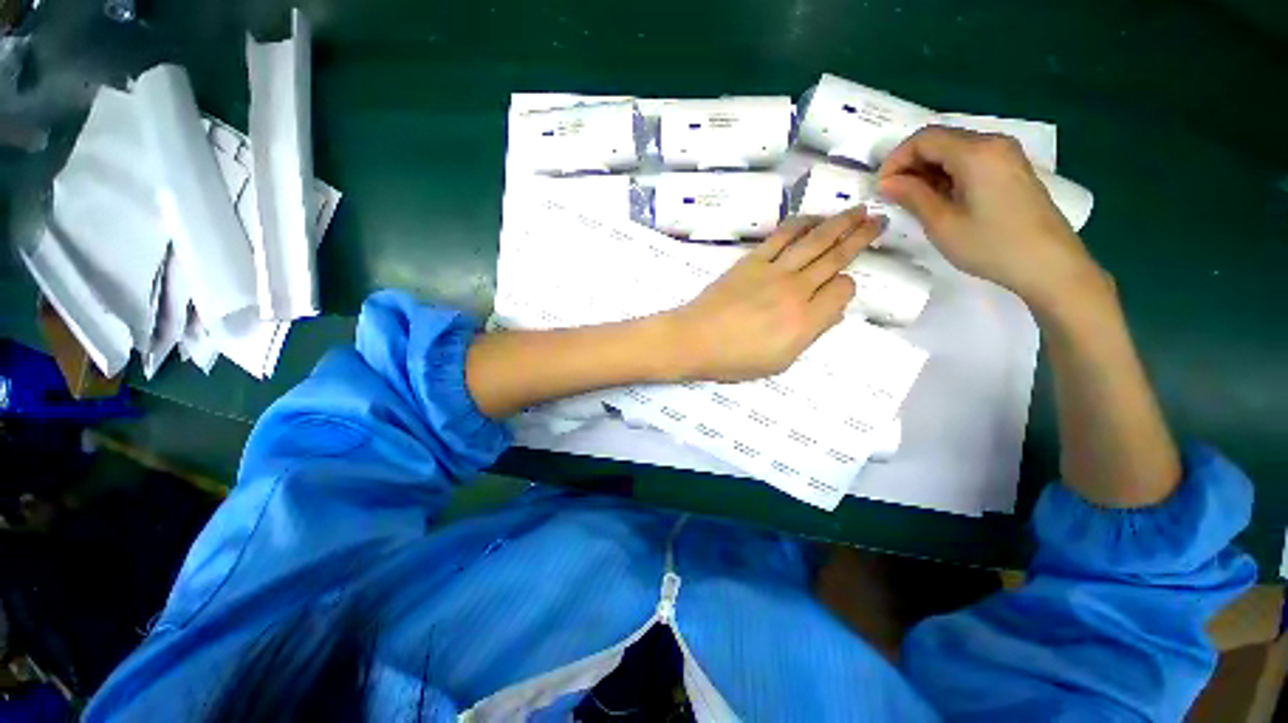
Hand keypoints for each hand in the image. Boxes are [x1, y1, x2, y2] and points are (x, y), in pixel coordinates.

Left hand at [664, 209, 885, 381]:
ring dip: (839, 223)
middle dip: (861, 237)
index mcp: (806, 320)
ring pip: (814, 240)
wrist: (694, 340)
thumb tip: (832, 312)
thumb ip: (810, 335)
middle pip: (836, 258)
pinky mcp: (751, 261)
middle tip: (879, 219)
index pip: (843, 291)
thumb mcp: (780, 362)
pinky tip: (813, 217)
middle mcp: (796, 290)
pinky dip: (800, 224)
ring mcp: (773, 271)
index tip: (842, 288)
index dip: (848, 287)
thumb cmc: (734, 359)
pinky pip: (781, 236)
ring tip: (858, 209)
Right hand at [878, 125, 1105, 307]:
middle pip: (940, 140)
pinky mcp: (1010, 169)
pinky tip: (939, 199)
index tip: (881, 187)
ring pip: (954, 150)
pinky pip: (970, 160)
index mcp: (976, 152)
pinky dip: (947, 174)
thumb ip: (912, 196)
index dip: (895, 159)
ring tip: (912, 201)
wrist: (1049, 264)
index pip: (924, 138)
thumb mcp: (942, 223)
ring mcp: (1005, 155)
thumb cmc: (991, 245)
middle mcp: (993, 143)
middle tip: (892, 196)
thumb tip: (887, 182)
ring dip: (927, 170)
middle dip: (910, 164)